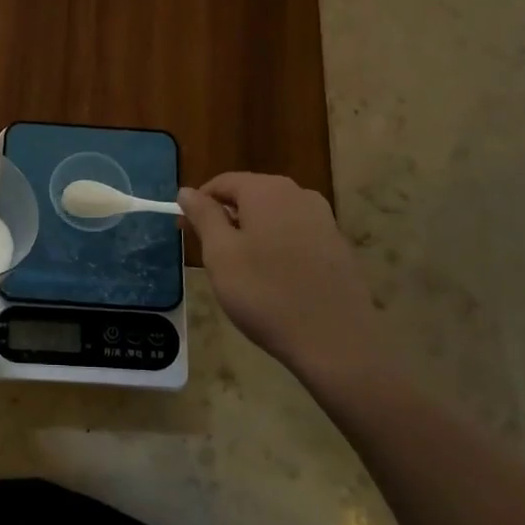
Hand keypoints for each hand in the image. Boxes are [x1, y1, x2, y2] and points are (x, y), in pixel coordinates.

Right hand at [178, 173, 393, 391]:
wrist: (337, 341)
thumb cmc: (266, 294)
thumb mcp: (220, 254)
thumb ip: (203, 216)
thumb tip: (187, 191)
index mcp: (266, 190)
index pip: (222, 182)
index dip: (200, 203)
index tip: (186, 230)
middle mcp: (298, 194)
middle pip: (250, 195)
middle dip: (226, 218)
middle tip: (210, 254)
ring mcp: (323, 219)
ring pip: (274, 215)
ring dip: (252, 233)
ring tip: (242, 270)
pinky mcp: (338, 246)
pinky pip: (296, 234)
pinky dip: (278, 247)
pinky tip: (275, 280)